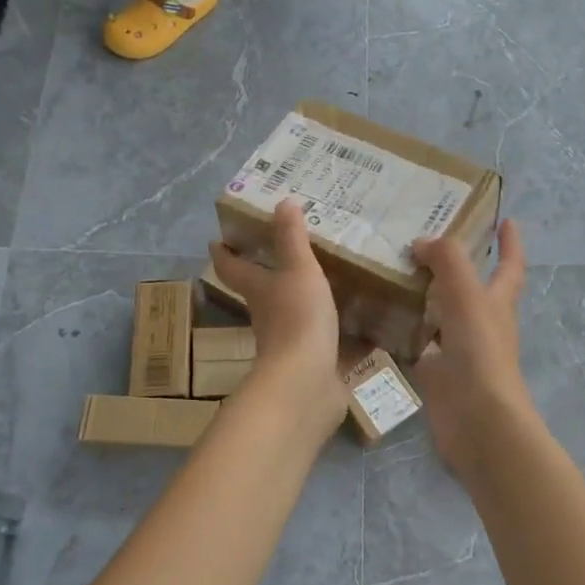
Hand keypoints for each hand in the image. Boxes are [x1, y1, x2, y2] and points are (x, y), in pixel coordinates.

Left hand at [209, 201, 345, 426]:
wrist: (307, 384)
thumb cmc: (297, 319)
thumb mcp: (298, 270)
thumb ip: (292, 237)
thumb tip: (282, 200)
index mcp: (259, 291)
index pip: (232, 268)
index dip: (224, 253)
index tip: (218, 240)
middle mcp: (269, 316)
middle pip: (262, 292)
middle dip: (269, 275)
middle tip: (288, 252)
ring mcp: (291, 343)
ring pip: (295, 316)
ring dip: (307, 302)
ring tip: (333, 281)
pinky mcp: (316, 363)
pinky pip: (328, 343)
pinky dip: (342, 333)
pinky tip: (366, 324)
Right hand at [412, 219, 530, 453]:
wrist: (477, 421)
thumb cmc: (480, 353)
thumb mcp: (468, 296)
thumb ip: (448, 261)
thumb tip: (422, 242)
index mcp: (498, 302)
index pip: (510, 265)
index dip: (510, 243)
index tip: (505, 220)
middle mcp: (481, 323)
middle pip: (471, 287)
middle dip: (455, 265)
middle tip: (423, 241)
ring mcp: (458, 349)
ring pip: (440, 313)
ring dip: (423, 294)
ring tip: (391, 271)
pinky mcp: (437, 372)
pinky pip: (417, 343)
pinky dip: (402, 329)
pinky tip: (377, 316)